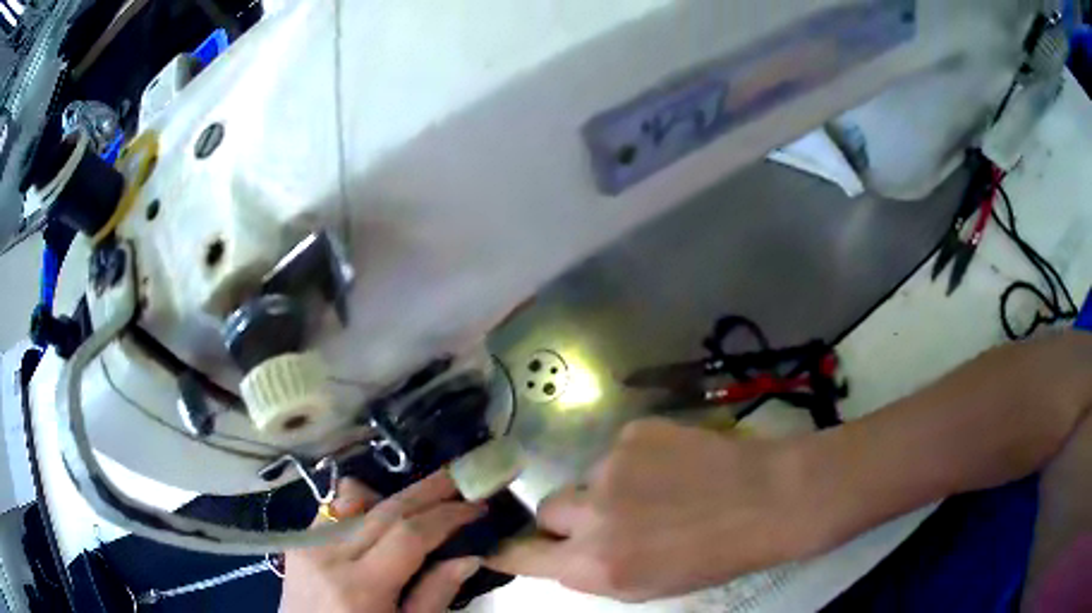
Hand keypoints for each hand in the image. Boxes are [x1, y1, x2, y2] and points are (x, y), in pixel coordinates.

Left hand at [280, 472, 484, 612]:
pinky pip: (334, 509)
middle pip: (384, 509)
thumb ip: (436, 594)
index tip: (476, 507)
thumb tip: (471, 556)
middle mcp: (329, 555)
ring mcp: (308, 543)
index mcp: (361, 587)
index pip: (408, 535)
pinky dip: (362, 504)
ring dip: (392, 494)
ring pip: (354, 499)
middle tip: (459, 478)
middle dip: (426, 490)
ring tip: (424, 499)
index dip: (446, 516)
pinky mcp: (298, 540)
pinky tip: (380, 515)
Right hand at [488, 419, 817, 602]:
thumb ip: (596, 571)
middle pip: (548, 509)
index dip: (510, 549)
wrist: (767, 500)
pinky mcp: (634, 432)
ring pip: (587, 478)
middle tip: (609, 517)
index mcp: (595, 565)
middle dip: (568, 516)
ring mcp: (611, 467)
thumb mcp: (647, 585)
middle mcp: (592, 516)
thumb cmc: (714, 557)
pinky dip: (636, 461)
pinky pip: (618, 450)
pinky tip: (674, 466)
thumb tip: (563, 554)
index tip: (502, 544)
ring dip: (609, 487)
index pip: (523, 555)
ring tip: (659, 490)